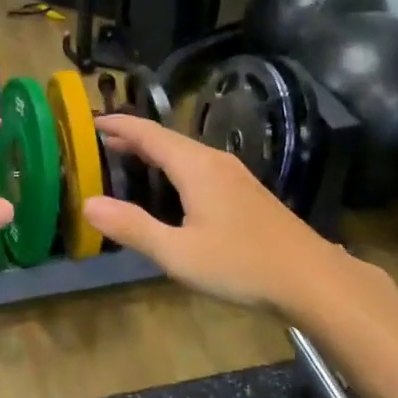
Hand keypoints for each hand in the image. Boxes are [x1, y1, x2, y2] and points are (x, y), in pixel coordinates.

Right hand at [81, 114, 346, 311]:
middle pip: (167, 139)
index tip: (91, 121)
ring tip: (127, 158)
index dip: (119, 125)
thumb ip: (133, 227)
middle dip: (133, 137)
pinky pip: (199, 165)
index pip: (149, 133)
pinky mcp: (245, 191)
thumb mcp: (178, 252)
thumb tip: (88, 204)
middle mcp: (215, 160)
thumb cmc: (240, 264)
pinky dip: (173, 165)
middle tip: (101, 142)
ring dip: (154, 152)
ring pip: (185, 152)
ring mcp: (234, 175)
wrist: (309, 277)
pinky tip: (170, 186)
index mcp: (196, 166)